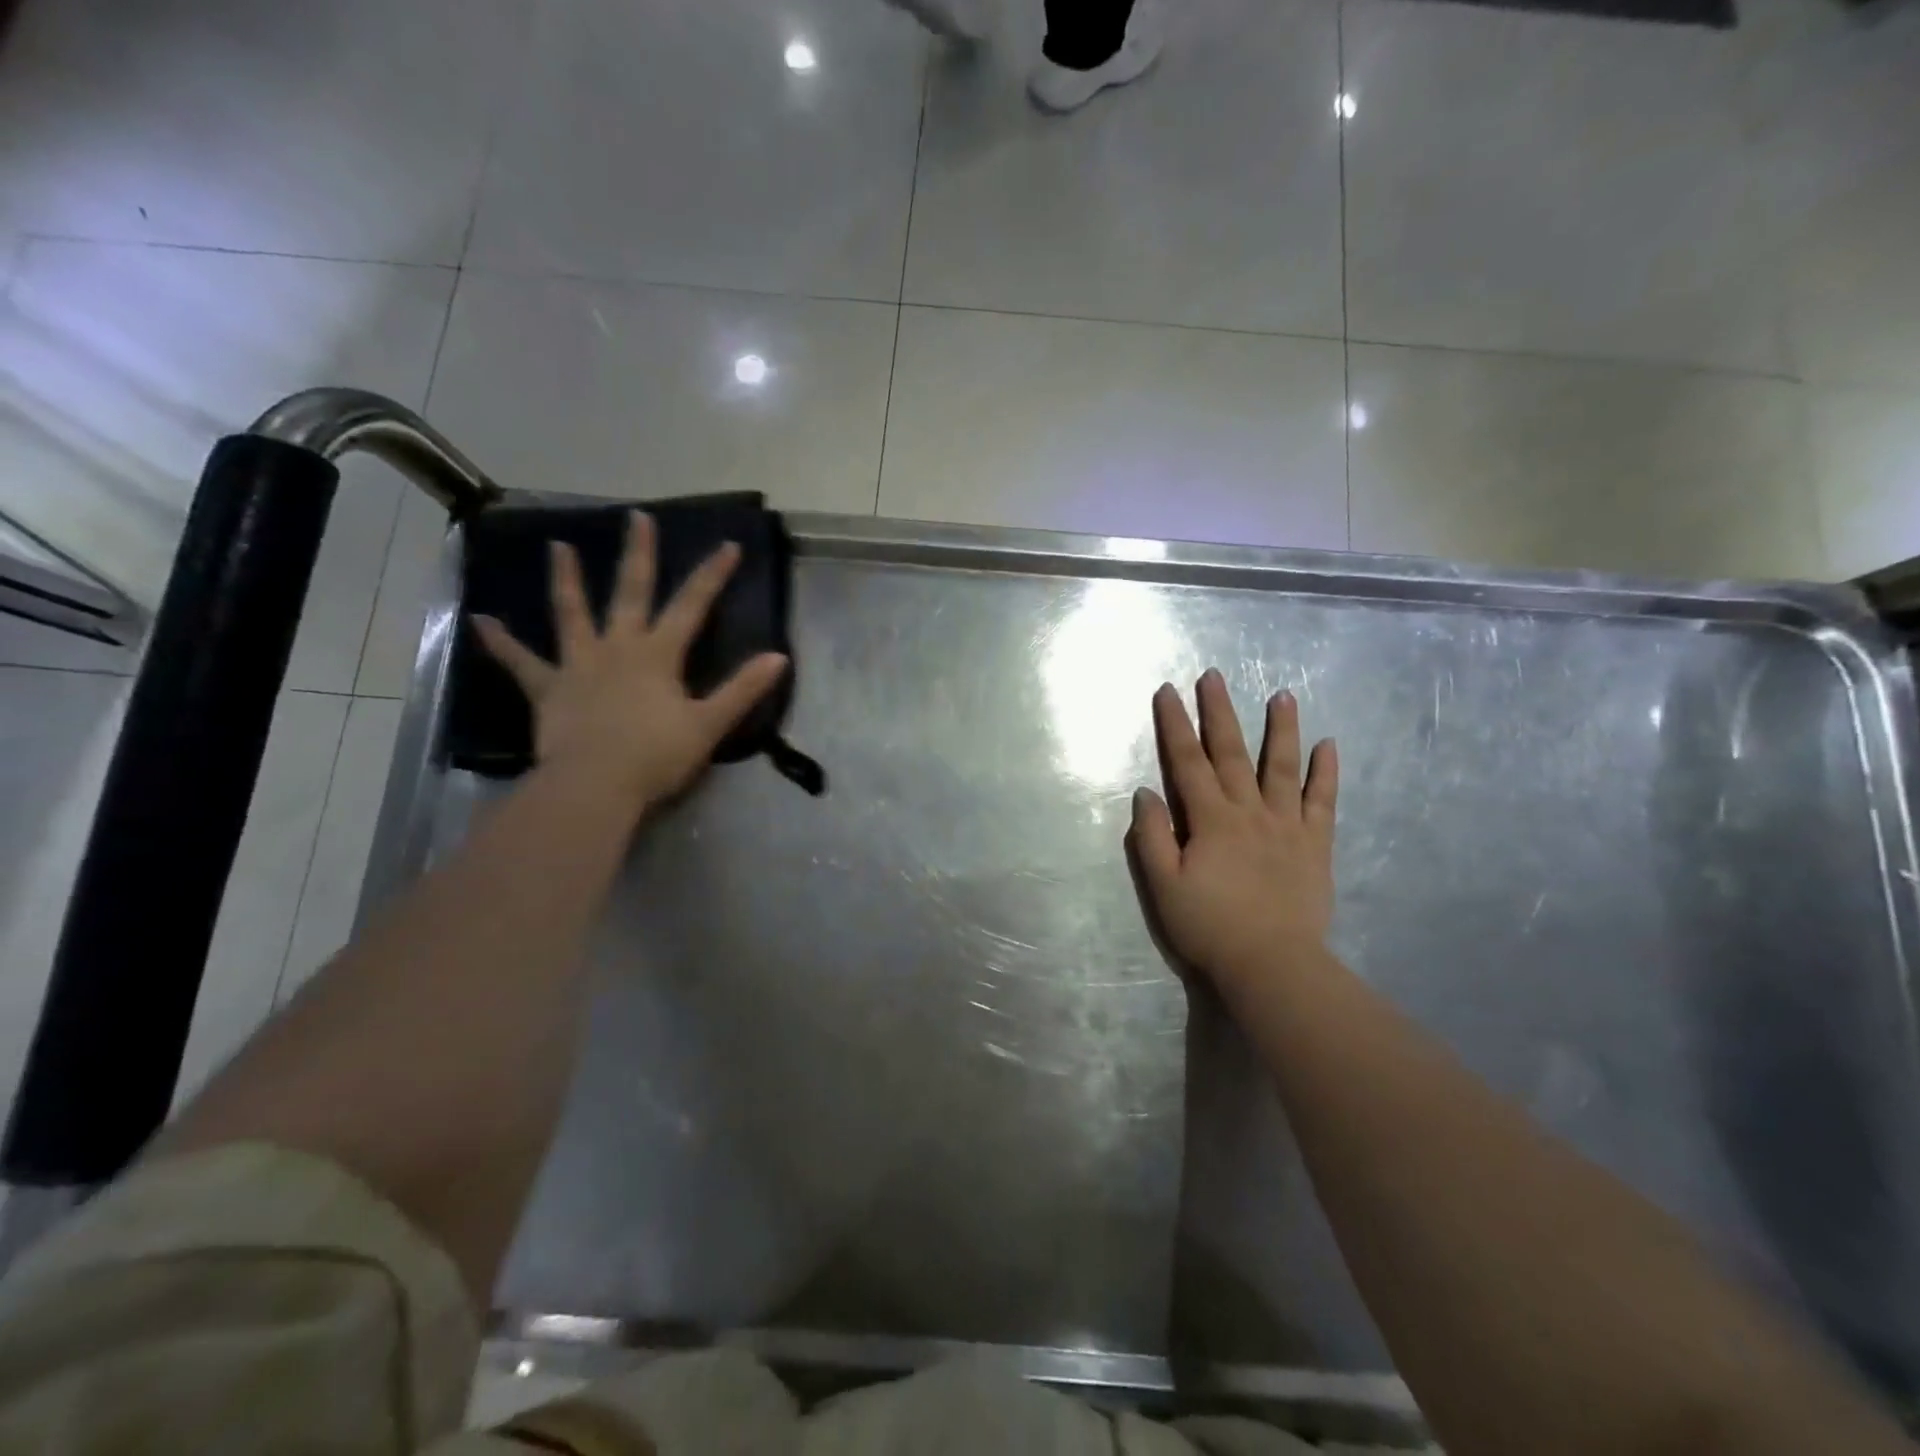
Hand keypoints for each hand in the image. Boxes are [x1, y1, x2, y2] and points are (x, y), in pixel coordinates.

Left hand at [471, 512, 786, 815]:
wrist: (595, 784)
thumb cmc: (657, 756)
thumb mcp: (710, 724)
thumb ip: (743, 689)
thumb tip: (778, 657)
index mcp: (658, 655)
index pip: (692, 606)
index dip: (712, 575)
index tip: (728, 544)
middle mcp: (618, 648)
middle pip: (630, 593)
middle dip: (638, 554)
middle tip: (636, 517)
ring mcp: (579, 666)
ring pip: (571, 614)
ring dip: (566, 580)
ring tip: (557, 546)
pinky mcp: (548, 690)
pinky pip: (521, 663)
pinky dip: (501, 643)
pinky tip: (480, 620)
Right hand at [1128, 668, 1337, 987]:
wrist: (1273, 964)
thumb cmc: (1210, 926)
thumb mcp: (1164, 886)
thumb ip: (1153, 837)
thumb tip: (1146, 793)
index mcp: (1210, 820)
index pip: (1187, 762)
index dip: (1175, 724)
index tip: (1167, 691)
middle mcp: (1248, 811)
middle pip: (1231, 752)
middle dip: (1218, 712)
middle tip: (1214, 676)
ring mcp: (1286, 825)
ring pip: (1281, 767)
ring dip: (1280, 729)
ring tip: (1282, 695)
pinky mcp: (1315, 844)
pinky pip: (1322, 801)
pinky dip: (1325, 772)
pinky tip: (1328, 745)